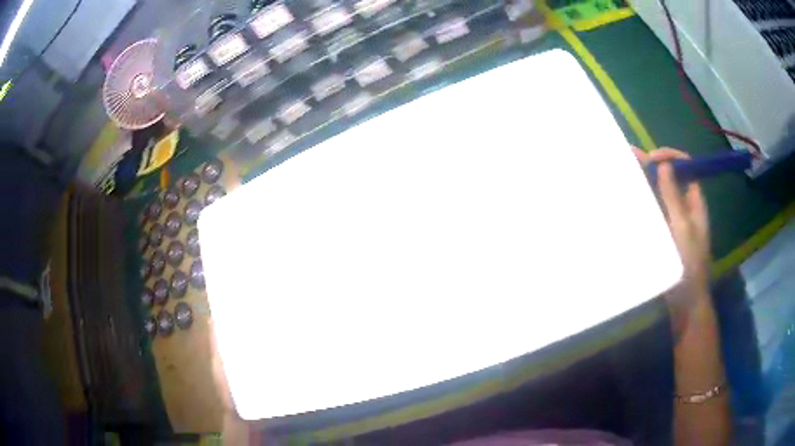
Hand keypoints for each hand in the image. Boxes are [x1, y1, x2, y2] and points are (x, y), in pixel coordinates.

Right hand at [632, 148, 710, 300]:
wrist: (685, 302)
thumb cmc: (688, 265)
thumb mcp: (682, 228)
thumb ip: (674, 197)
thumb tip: (664, 165)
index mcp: (694, 202)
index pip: (686, 167)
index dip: (670, 157)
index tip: (651, 158)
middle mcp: (685, 206)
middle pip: (671, 177)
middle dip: (653, 166)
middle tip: (630, 159)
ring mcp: (675, 220)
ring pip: (661, 193)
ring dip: (646, 182)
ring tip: (625, 173)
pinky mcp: (665, 233)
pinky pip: (655, 211)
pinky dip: (644, 202)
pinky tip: (629, 200)